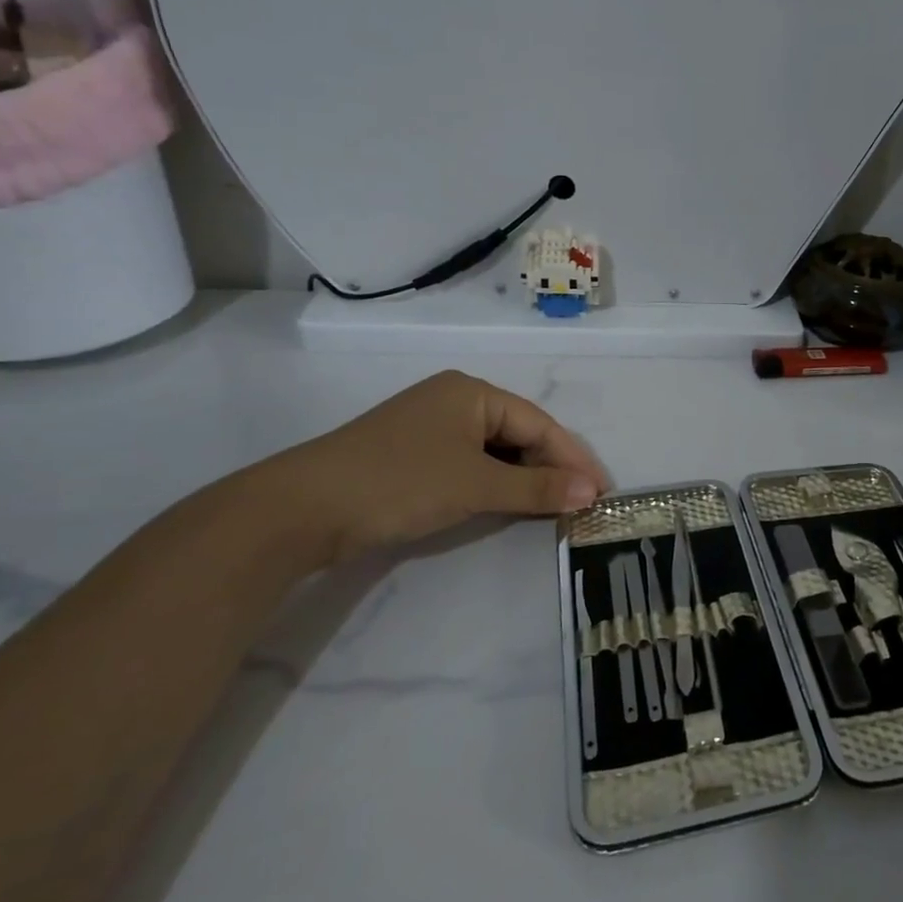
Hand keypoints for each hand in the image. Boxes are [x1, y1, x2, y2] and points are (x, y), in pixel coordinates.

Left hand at [265, 371, 609, 563]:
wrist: (300, 510)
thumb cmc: (399, 482)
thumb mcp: (476, 485)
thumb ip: (537, 489)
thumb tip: (592, 492)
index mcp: (472, 392)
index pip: (538, 424)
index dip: (573, 458)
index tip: (602, 491)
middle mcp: (455, 401)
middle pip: (519, 435)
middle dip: (551, 469)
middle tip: (582, 502)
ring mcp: (431, 429)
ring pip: (495, 452)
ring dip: (524, 480)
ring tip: (553, 508)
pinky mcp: (413, 456)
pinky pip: (471, 465)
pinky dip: (494, 485)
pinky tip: (508, 505)